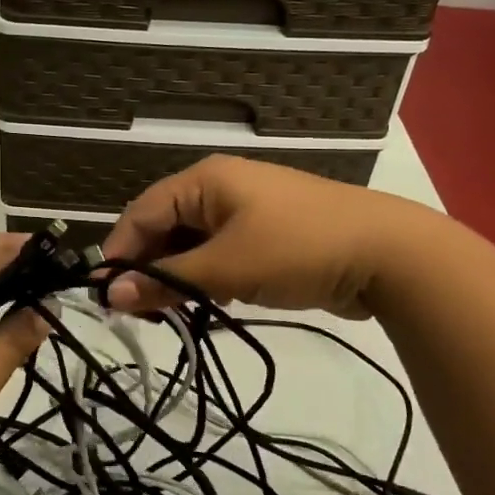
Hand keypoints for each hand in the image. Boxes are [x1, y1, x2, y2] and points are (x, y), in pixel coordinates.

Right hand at [103, 155, 434, 318]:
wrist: (389, 254)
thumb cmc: (296, 249)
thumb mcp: (225, 268)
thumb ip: (166, 281)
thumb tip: (110, 295)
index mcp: (205, 180)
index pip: (142, 212)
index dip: (119, 253)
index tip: (105, 297)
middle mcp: (220, 188)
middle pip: (166, 227)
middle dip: (150, 268)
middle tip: (140, 312)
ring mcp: (247, 210)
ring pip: (193, 243)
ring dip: (179, 277)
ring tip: (171, 314)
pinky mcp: (268, 234)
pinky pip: (221, 253)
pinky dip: (208, 277)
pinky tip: (208, 305)